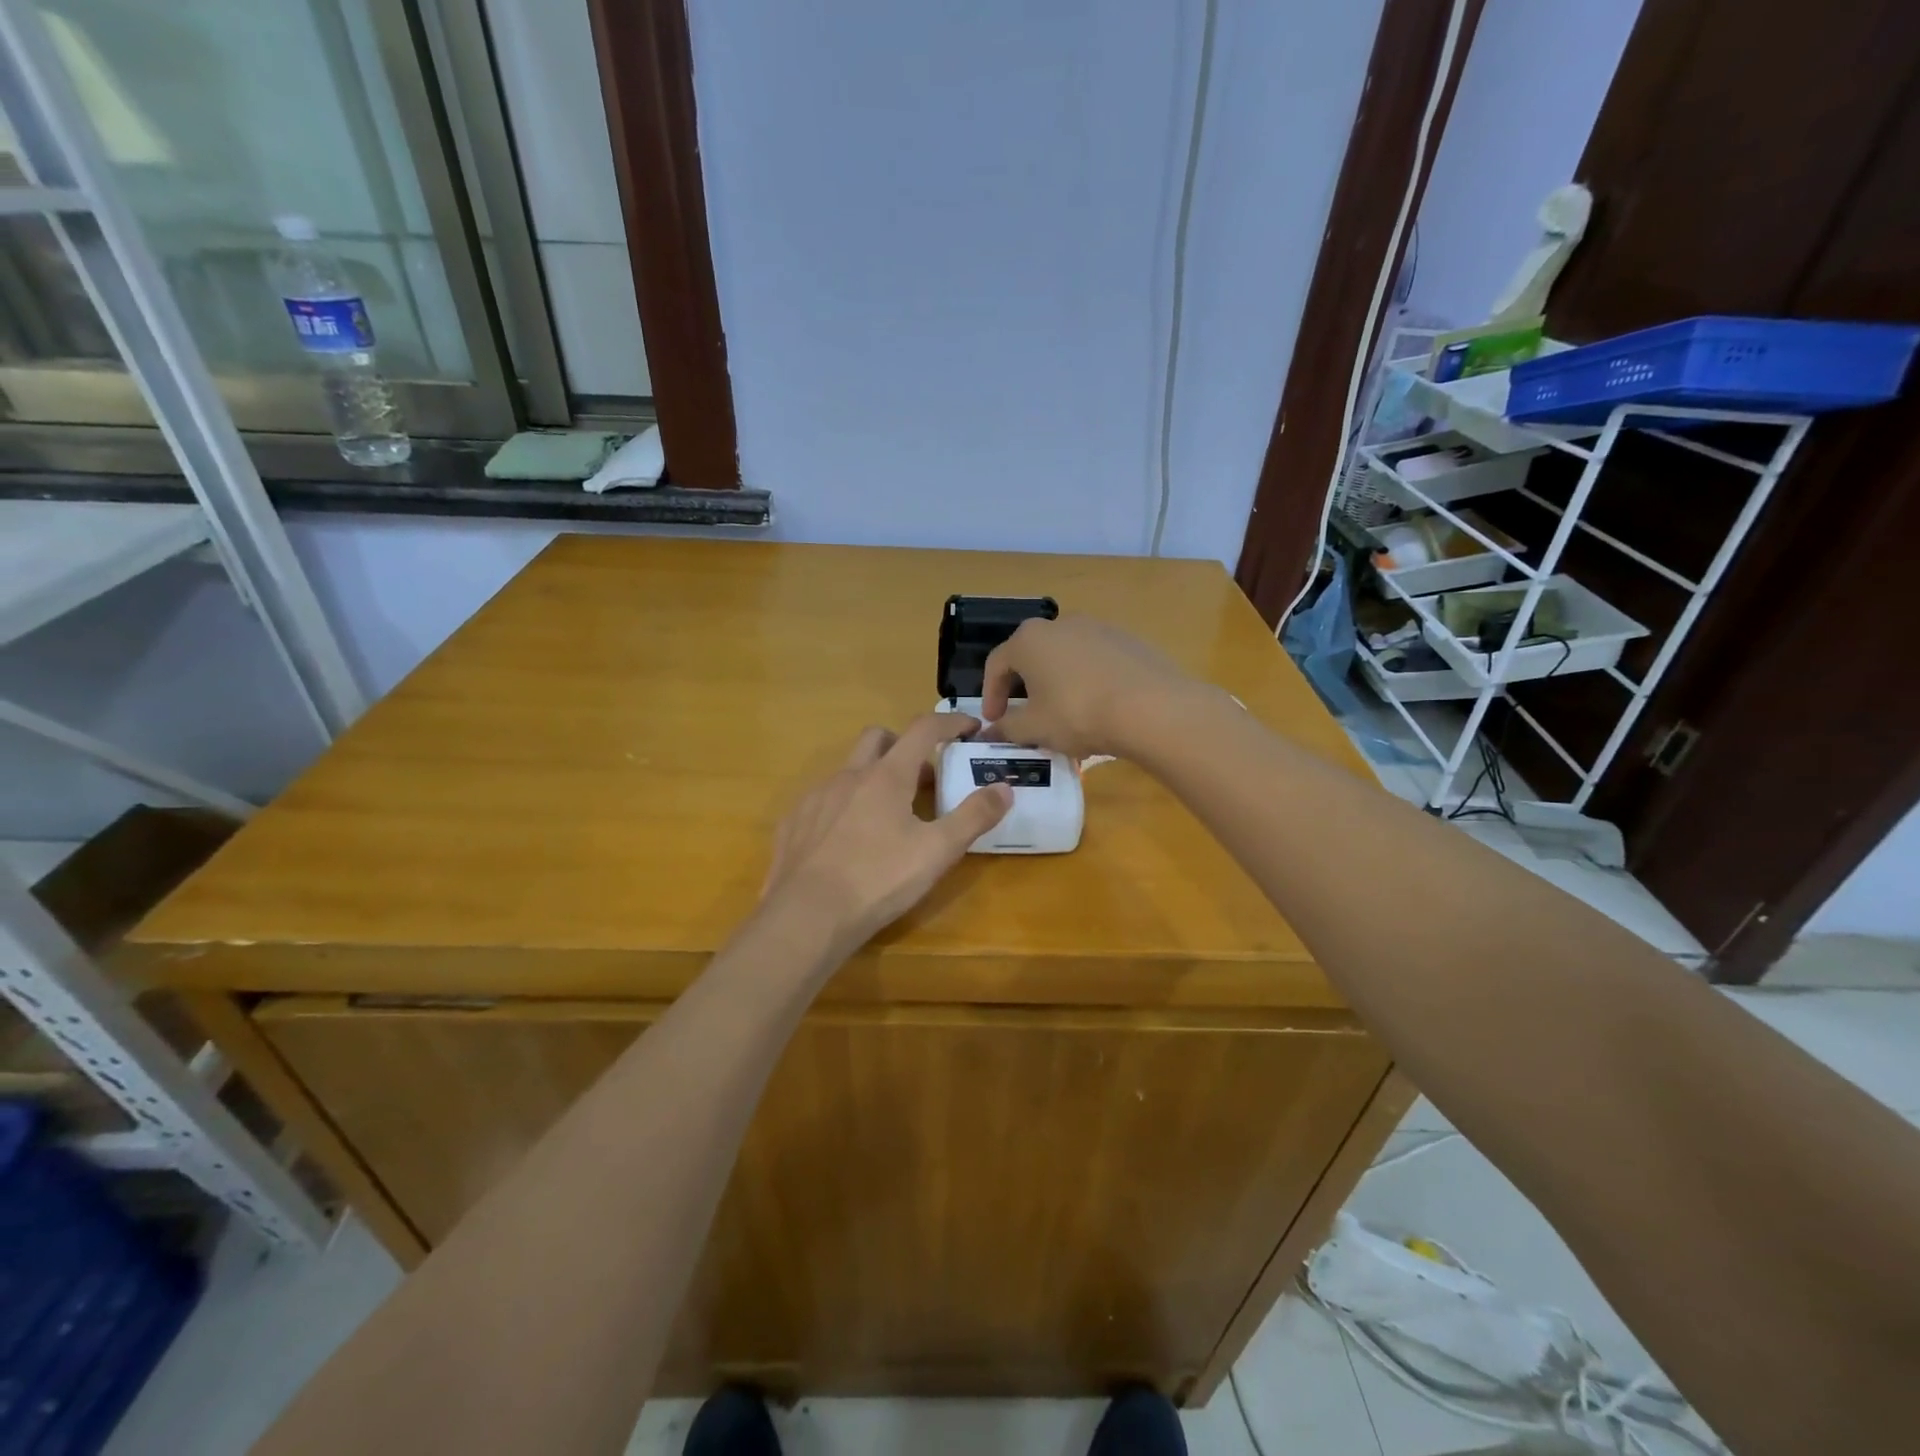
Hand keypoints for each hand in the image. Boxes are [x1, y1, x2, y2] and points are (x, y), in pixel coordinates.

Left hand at [761, 714, 1011, 954]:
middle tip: (924, 774)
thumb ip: (974, 816)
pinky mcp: (792, 823)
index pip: (923, 730)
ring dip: (872, 776)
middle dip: (904, 743)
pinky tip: (848, 839)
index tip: (970, 727)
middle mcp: (848, 776)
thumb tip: (1004, 787)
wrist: (806, 917)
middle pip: (878, 737)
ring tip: (887, 814)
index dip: (950, 722)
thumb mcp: (937, 852)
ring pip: (848, 769)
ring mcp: (815, 797)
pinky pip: (822, 800)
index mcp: (886, 777)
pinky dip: (843, 805)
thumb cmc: (878, 880)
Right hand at [981, 615, 1199, 758]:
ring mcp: (1097, 628)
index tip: (995, 720)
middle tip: (1025, 714)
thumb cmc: (1078, 714)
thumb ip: (1006, 728)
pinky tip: (1097, 706)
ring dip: (1056, 681)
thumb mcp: (1034, 728)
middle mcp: (1060, 624)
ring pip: (1064, 656)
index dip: (991, 694)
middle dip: (1023, 685)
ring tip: (1062, 712)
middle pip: (1031, 655)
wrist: (1152, 707)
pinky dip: (1086, 679)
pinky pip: (1095, 660)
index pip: (997, 664)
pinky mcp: (1127, 640)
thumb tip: (989, 732)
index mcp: (1029, 640)